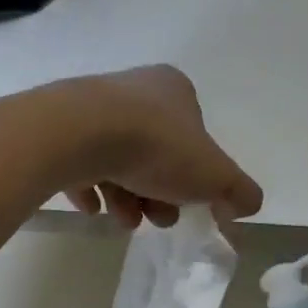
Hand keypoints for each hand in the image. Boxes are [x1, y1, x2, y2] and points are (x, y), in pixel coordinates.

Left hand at [56, 66, 262, 228]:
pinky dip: (90, 188)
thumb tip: (247, 205)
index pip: (193, 137)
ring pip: (118, 160)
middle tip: (156, 218)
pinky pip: (79, 163)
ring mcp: (92, 108)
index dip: (195, 178)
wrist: (79, 134)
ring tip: (122, 219)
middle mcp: (133, 90)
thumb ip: (239, 191)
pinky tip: (92, 207)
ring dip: (126, 197)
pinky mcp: (59, 128)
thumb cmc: (158, 147)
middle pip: (155, 153)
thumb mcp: (215, 175)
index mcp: (174, 89)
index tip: (188, 206)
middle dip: (159, 193)